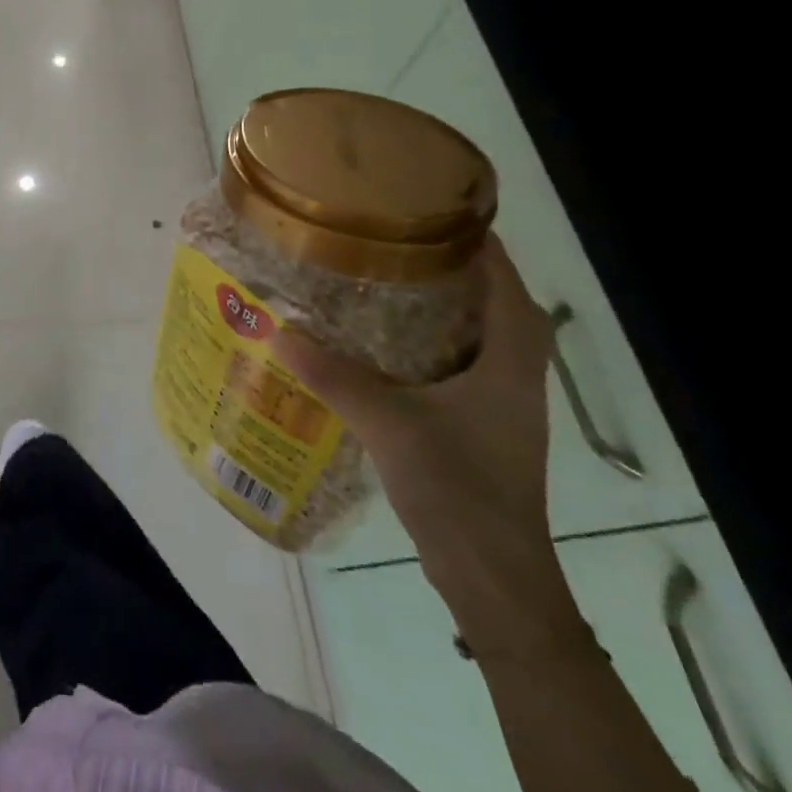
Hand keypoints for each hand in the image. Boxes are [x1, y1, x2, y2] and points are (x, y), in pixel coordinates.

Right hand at [279, 237, 582, 651]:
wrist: (494, 582)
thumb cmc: (460, 490)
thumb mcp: (390, 424)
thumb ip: (334, 374)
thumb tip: (277, 328)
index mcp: (511, 362)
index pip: (506, 282)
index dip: (478, 242)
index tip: (431, 209)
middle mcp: (514, 375)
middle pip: (494, 303)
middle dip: (450, 268)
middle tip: (392, 241)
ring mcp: (499, 404)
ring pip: (476, 335)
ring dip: (439, 306)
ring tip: (382, 280)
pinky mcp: (480, 427)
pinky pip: (458, 365)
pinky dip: (427, 343)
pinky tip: (379, 344)